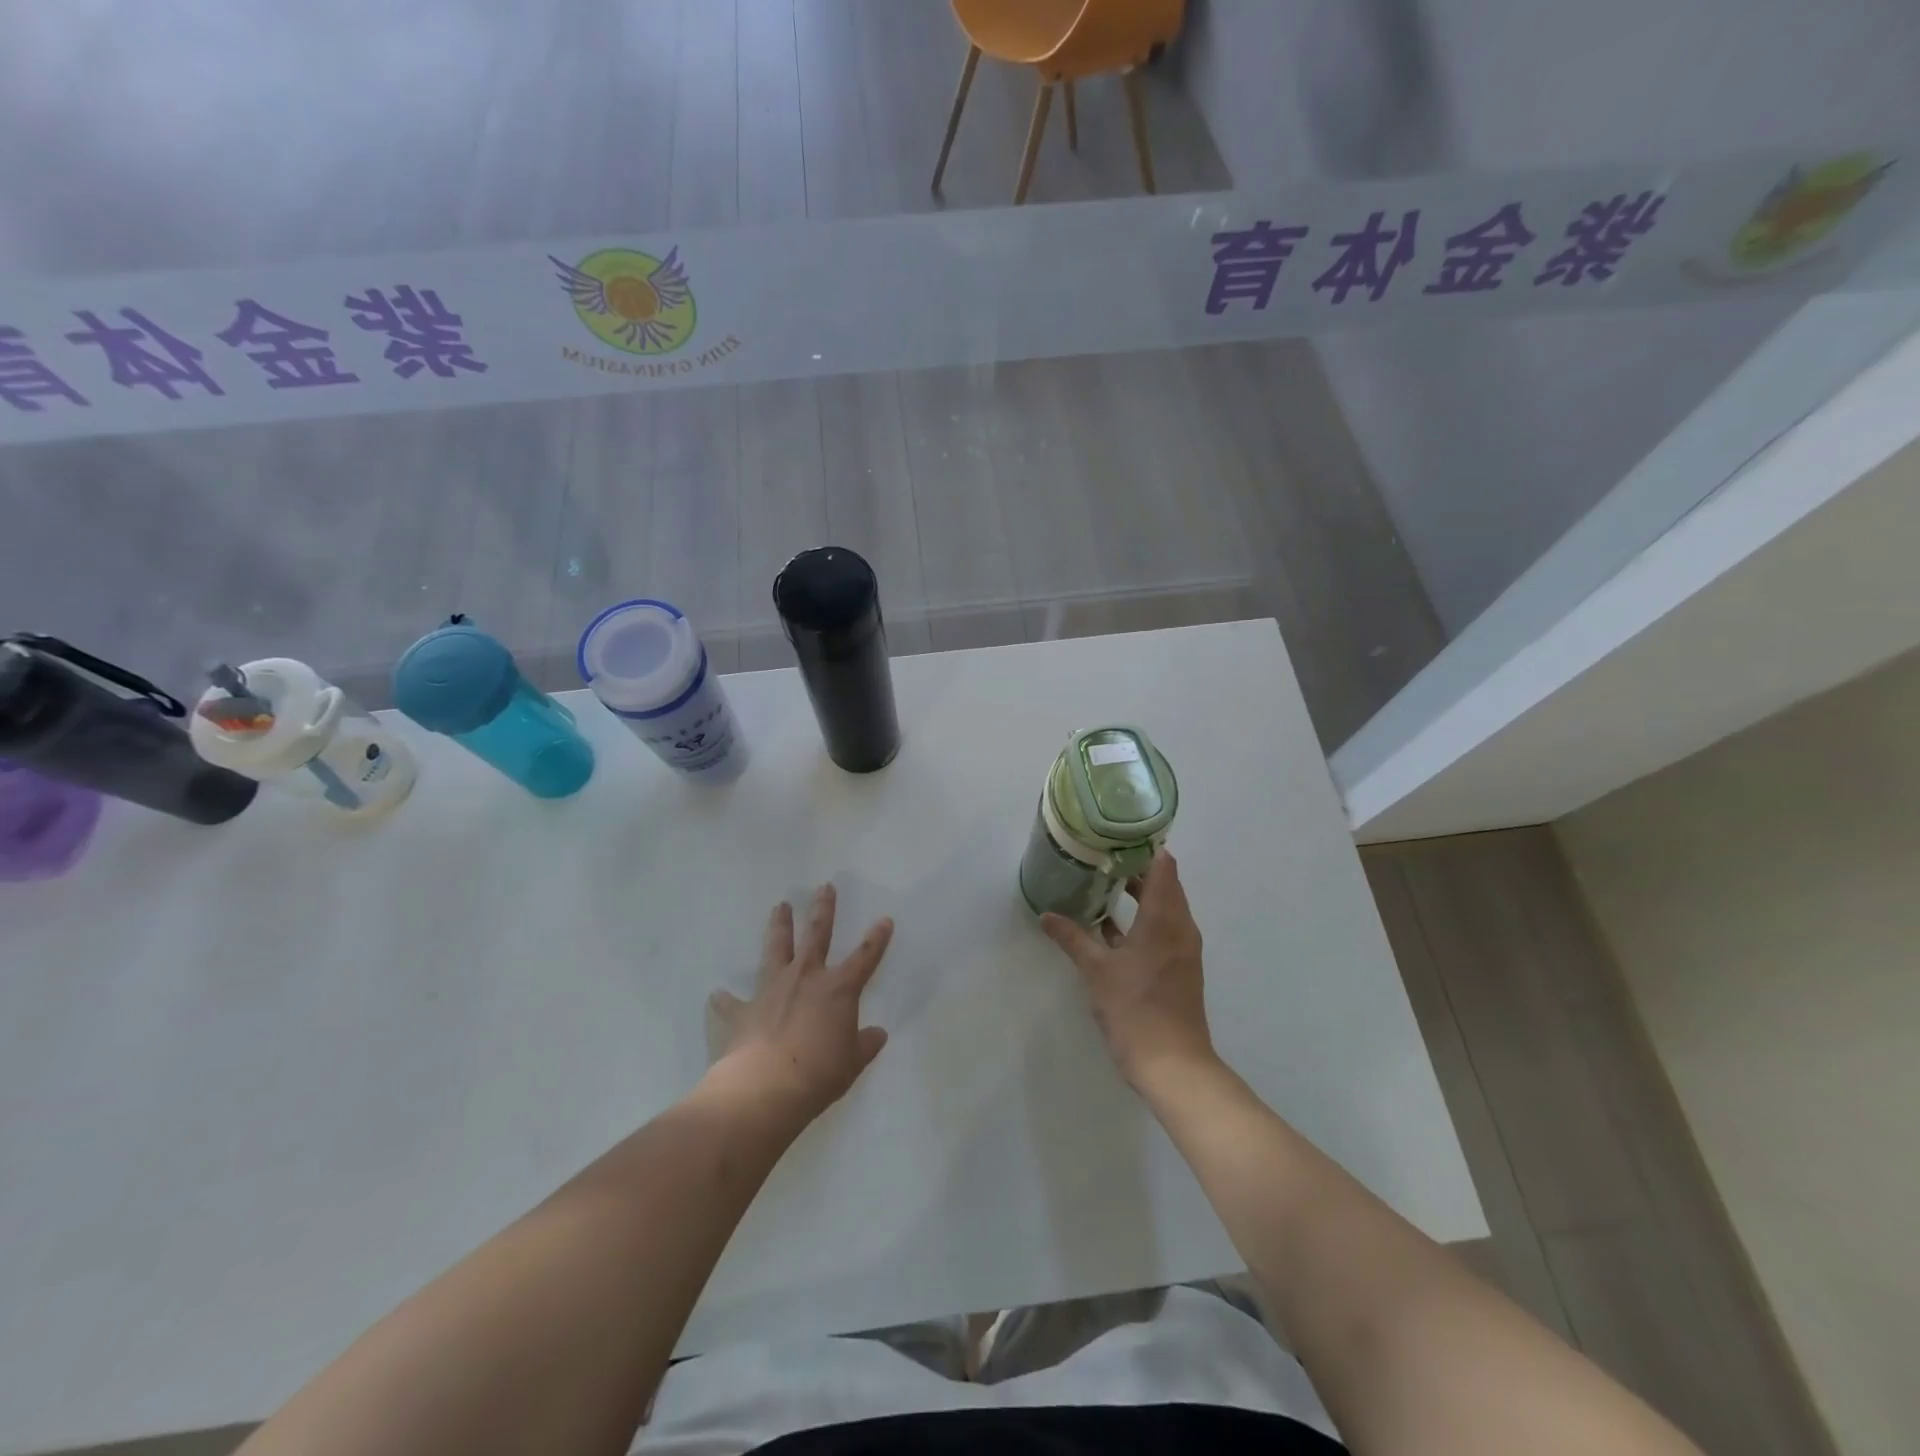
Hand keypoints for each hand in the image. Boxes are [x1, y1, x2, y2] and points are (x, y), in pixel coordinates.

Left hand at [708, 884, 892, 1119]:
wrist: (765, 1088)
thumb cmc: (819, 1073)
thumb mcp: (852, 1063)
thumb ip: (865, 1045)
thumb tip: (878, 1034)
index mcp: (838, 989)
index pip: (865, 957)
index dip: (877, 939)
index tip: (884, 920)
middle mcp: (805, 979)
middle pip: (817, 935)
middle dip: (822, 910)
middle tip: (823, 887)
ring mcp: (771, 990)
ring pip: (776, 949)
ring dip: (779, 926)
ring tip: (779, 906)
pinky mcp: (742, 1011)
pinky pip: (731, 1003)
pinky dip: (725, 1001)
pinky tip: (718, 996)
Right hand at [1041, 849, 1216, 1091]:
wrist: (1174, 1065)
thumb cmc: (1136, 1010)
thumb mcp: (1097, 971)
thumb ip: (1073, 938)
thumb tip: (1046, 916)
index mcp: (1165, 918)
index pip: (1163, 866)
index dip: (1143, 847)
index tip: (1116, 836)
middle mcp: (1180, 927)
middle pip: (1163, 884)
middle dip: (1135, 869)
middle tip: (1100, 857)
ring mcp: (1182, 949)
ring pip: (1162, 908)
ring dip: (1138, 895)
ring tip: (1101, 884)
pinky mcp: (1178, 968)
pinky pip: (1161, 930)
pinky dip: (1140, 921)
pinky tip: (1109, 927)